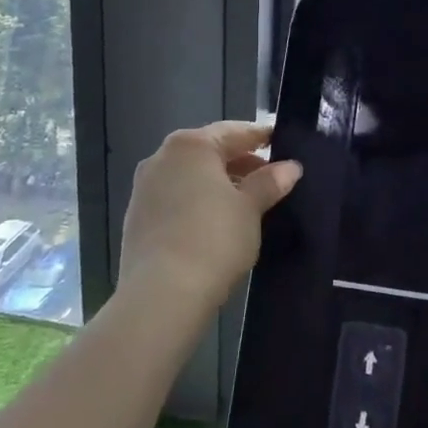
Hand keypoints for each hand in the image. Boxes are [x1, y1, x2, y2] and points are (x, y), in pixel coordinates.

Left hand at [118, 121, 301, 314]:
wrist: (161, 295)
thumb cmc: (214, 239)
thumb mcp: (251, 208)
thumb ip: (269, 182)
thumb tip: (290, 167)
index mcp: (191, 146)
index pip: (234, 132)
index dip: (260, 137)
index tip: (281, 142)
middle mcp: (161, 158)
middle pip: (209, 152)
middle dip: (240, 163)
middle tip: (270, 177)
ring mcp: (143, 189)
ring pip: (190, 177)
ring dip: (218, 184)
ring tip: (247, 203)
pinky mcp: (136, 219)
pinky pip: (175, 199)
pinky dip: (197, 203)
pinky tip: (216, 223)